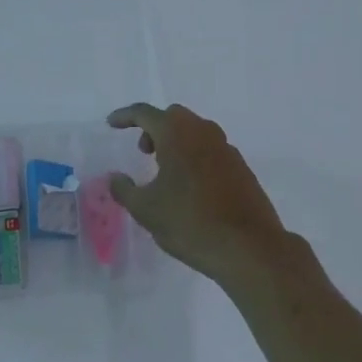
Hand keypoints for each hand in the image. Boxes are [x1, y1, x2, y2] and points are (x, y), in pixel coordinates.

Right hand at [107, 104, 292, 288]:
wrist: (250, 248)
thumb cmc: (191, 222)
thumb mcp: (147, 210)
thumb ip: (125, 190)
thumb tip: (115, 178)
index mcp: (176, 133)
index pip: (144, 113)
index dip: (125, 117)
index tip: (111, 123)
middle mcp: (202, 131)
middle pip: (173, 117)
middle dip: (154, 128)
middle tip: (144, 151)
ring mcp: (226, 147)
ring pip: (195, 131)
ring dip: (176, 142)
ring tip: (166, 172)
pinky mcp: (241, 167)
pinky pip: (211, 150)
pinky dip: (195, 157)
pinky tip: (192, 187)